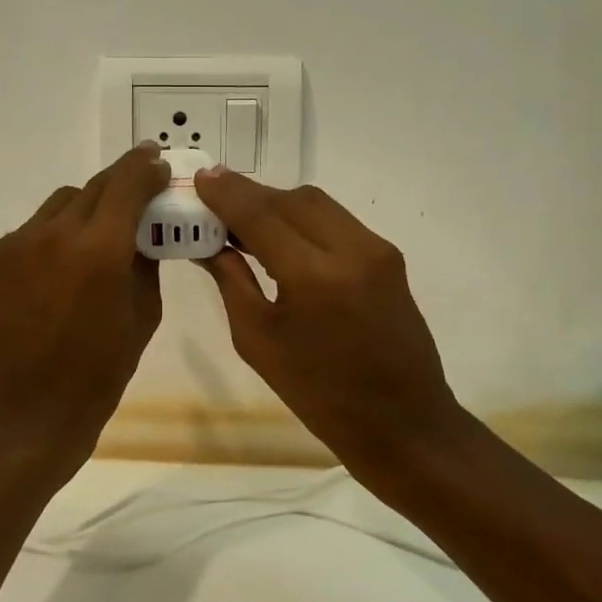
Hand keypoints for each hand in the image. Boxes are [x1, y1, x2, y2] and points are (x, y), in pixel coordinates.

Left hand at [0, 144, 170, 477]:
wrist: (29, 414)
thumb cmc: (101, 372)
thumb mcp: (144, 314)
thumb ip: (145, 260)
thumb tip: (143, 227)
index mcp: (101, 250)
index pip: (128, 182)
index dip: (146, 166)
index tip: (157, 161)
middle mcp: (54, 234)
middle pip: (92, 187)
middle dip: (118, 186)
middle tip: (134, 194)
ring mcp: (14, 244)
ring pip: (58, 205)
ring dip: (82, 213)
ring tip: (91, 242)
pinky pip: (29, 233)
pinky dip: (49, 241)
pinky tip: (53, 274)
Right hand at [193, 166, 462, 472]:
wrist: (402, 423)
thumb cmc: (319, 395)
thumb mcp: (258, 341)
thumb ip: (231, 281)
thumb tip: (207, 242)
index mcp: (313, 277)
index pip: (260, 215)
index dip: (226, 193)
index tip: (200, 178)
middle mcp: (351, 249)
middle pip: (291, 199)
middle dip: (250, 195)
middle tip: (216, 204)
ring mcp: (376, 250)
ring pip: (317, 203)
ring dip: (278, 204)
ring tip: (245, 221)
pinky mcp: (389, 257)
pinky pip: (337, 220)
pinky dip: (304, 219)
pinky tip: (282, 237)